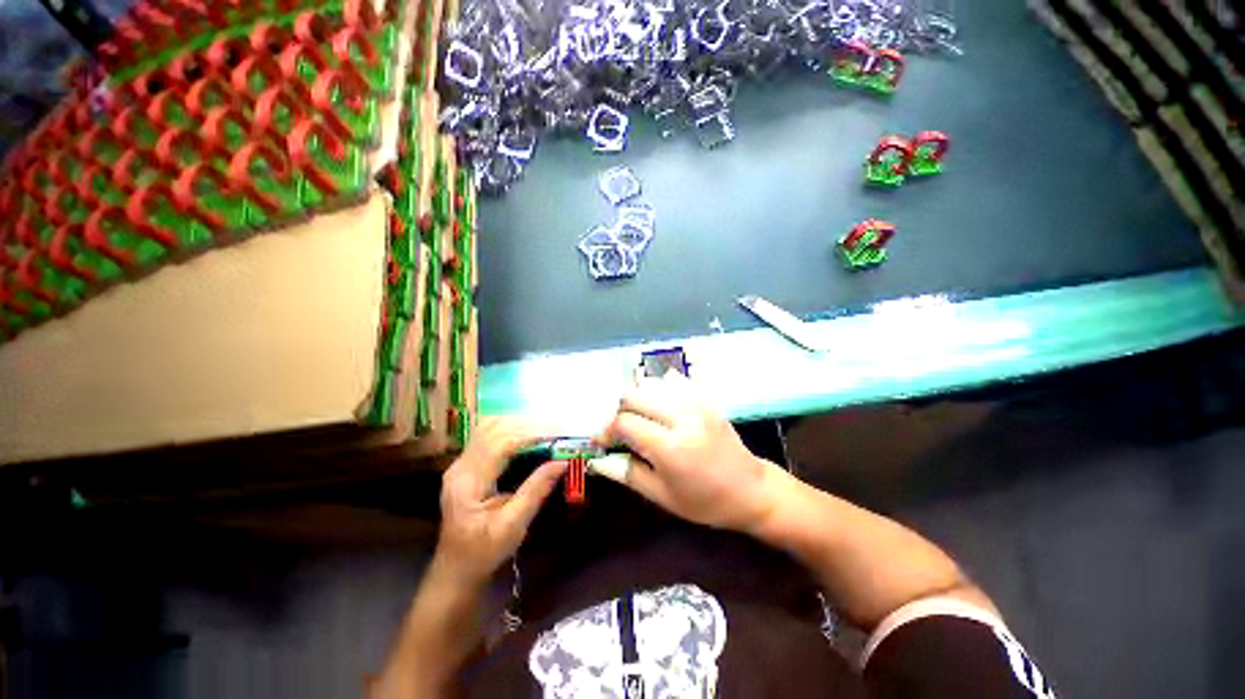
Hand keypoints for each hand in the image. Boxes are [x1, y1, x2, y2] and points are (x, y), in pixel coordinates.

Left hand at [434, 418, 565, 586]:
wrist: (455, 570)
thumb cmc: (484, 552)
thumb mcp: (513, 525)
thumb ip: (536, 490)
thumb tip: (562, 462)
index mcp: (469, 482)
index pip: (501, 443)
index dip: (531, 434)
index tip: (558, 435)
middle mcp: (461, 466)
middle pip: (494, 428)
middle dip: (528, 425)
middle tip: (556, 431)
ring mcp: (460, 463)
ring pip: (490, 427)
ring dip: (518, 424)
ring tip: (545, 431)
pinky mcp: (466, 465)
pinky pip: (488, 435)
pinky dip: (510, 430)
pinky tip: (527, 437)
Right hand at [599, 374, 785, 532]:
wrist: (751, 490)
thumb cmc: (705, 502)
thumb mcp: (663, 496)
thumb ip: (628, 473)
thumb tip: (598, 461)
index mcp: (670, 446)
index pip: (624, 422)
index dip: (606, 431)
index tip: (601, 442)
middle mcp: (681, 417)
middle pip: (634, 396)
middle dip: (617, 410)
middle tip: (616, 430)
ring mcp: (695, 404)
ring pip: (650, 386)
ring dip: (636, 401)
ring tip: (634, 420)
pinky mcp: (703, 400)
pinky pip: (671, 385)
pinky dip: (655, 394)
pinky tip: (655, 410)